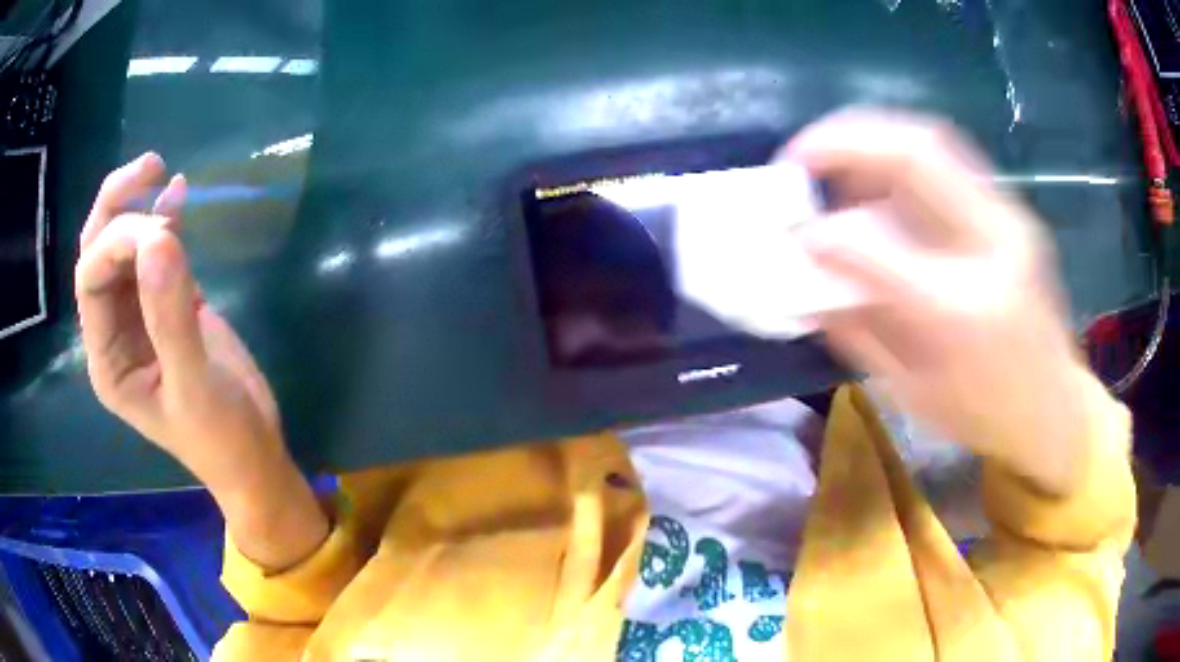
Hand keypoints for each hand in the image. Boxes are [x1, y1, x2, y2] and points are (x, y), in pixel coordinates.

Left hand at [77, 153, 326, 568]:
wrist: (255, 455)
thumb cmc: (220, 436)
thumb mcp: (194, 387)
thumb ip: (170, 319)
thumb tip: (159, 240)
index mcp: (107, 359)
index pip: (91, 282)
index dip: (116, 243)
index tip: (161, 231)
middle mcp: (114, 332)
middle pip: (98, 255)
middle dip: (117, 208)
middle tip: (149, 167)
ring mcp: (140, 315)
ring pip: (124, 248)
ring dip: (138, 205)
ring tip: (159, 169)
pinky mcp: (169, 303)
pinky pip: (156, 254)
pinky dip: (165, 218)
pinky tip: (177, 192)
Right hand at [782, 110, 1094, 494]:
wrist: (1054, 407)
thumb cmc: (984, 415)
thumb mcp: (911, 393)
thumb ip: (858, 330)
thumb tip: (805, 286)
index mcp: (963, 313)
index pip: (879, 246)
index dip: (824, 233)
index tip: (792, 235)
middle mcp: (992, 247)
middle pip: (916, 153)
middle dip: (843, 140)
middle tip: (798, 155)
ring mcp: (1009, 219)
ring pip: (934, 142)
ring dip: (871, 138)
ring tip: (830, 158)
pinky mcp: (1012, 212)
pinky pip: (948, 162)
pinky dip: (900, 157)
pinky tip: (876, 178)